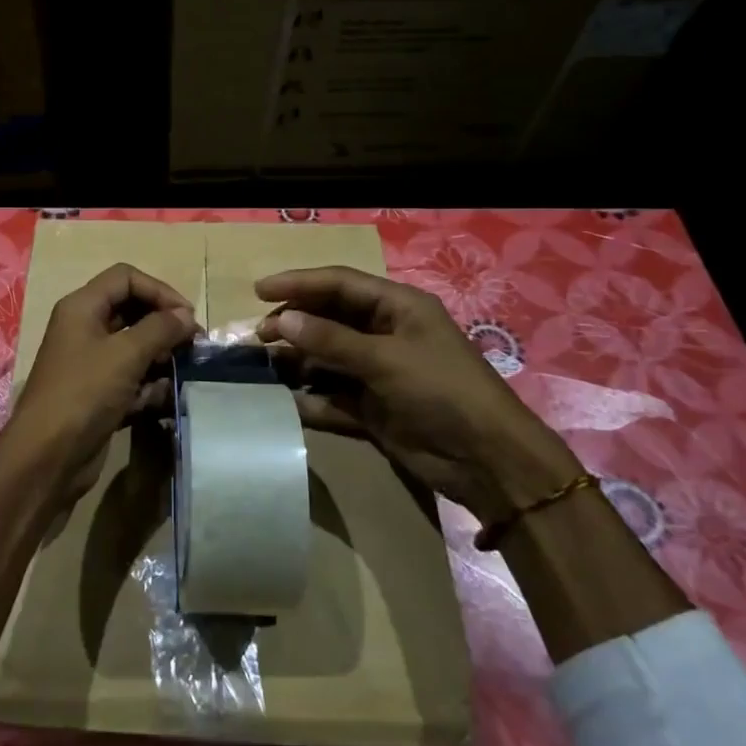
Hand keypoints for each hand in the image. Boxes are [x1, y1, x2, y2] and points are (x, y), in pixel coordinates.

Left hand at [0, 264, 197, 507]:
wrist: (48, 456)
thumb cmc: (84, 393)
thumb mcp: (126, 354)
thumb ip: (161, 329)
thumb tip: (186, 317)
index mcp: (82, 308)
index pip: (125, 278)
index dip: (159, 290)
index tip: (187, 316)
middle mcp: (84, 329)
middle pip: (132, 312)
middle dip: (164, 327)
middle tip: (194, 346)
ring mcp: (91, 364)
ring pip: (135, 349)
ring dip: (161, 359)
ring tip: (182, 374)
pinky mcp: (98, 395)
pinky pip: (131, 380)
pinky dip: (149, 388)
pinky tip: (164, 401)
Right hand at [256, 266, 579, 520]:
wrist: (487, 461)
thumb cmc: (442, 392)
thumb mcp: (386, 359)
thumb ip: (331, 339)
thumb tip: (281, 320)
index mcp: (397, 307)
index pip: (339, 284)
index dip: (299, 283)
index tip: (258, 291)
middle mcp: (384, 334)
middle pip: (328, 319)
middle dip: (293, 324)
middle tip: (257, 335)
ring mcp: (377, 372)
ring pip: (325, 358)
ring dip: (296, 361)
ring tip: (261, 366)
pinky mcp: (371, 407)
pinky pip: (330, 396)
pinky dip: (308, 398)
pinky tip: (282, 401)